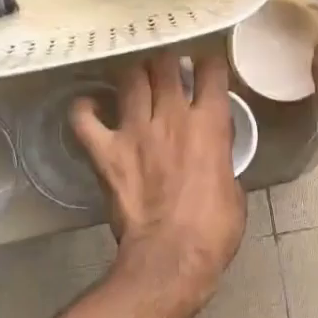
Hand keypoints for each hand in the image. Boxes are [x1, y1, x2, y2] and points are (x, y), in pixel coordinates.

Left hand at [71, 52, 245, 313]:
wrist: (172, 257)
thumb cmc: (214, 230)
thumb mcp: (234, 188)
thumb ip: (221, 158)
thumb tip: (213, 151)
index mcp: (210, 124)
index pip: (211, 71)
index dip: (209, 63)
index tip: (206, 67)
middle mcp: (171, 116)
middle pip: (165, 64)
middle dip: (167, 60)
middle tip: (168, 69)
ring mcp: (134, 131)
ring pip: (130, 79)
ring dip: (134, 74)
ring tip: (136, 79)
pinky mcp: (105, 151)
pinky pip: (83, 118)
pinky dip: (84, 108)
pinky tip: (89, 106)